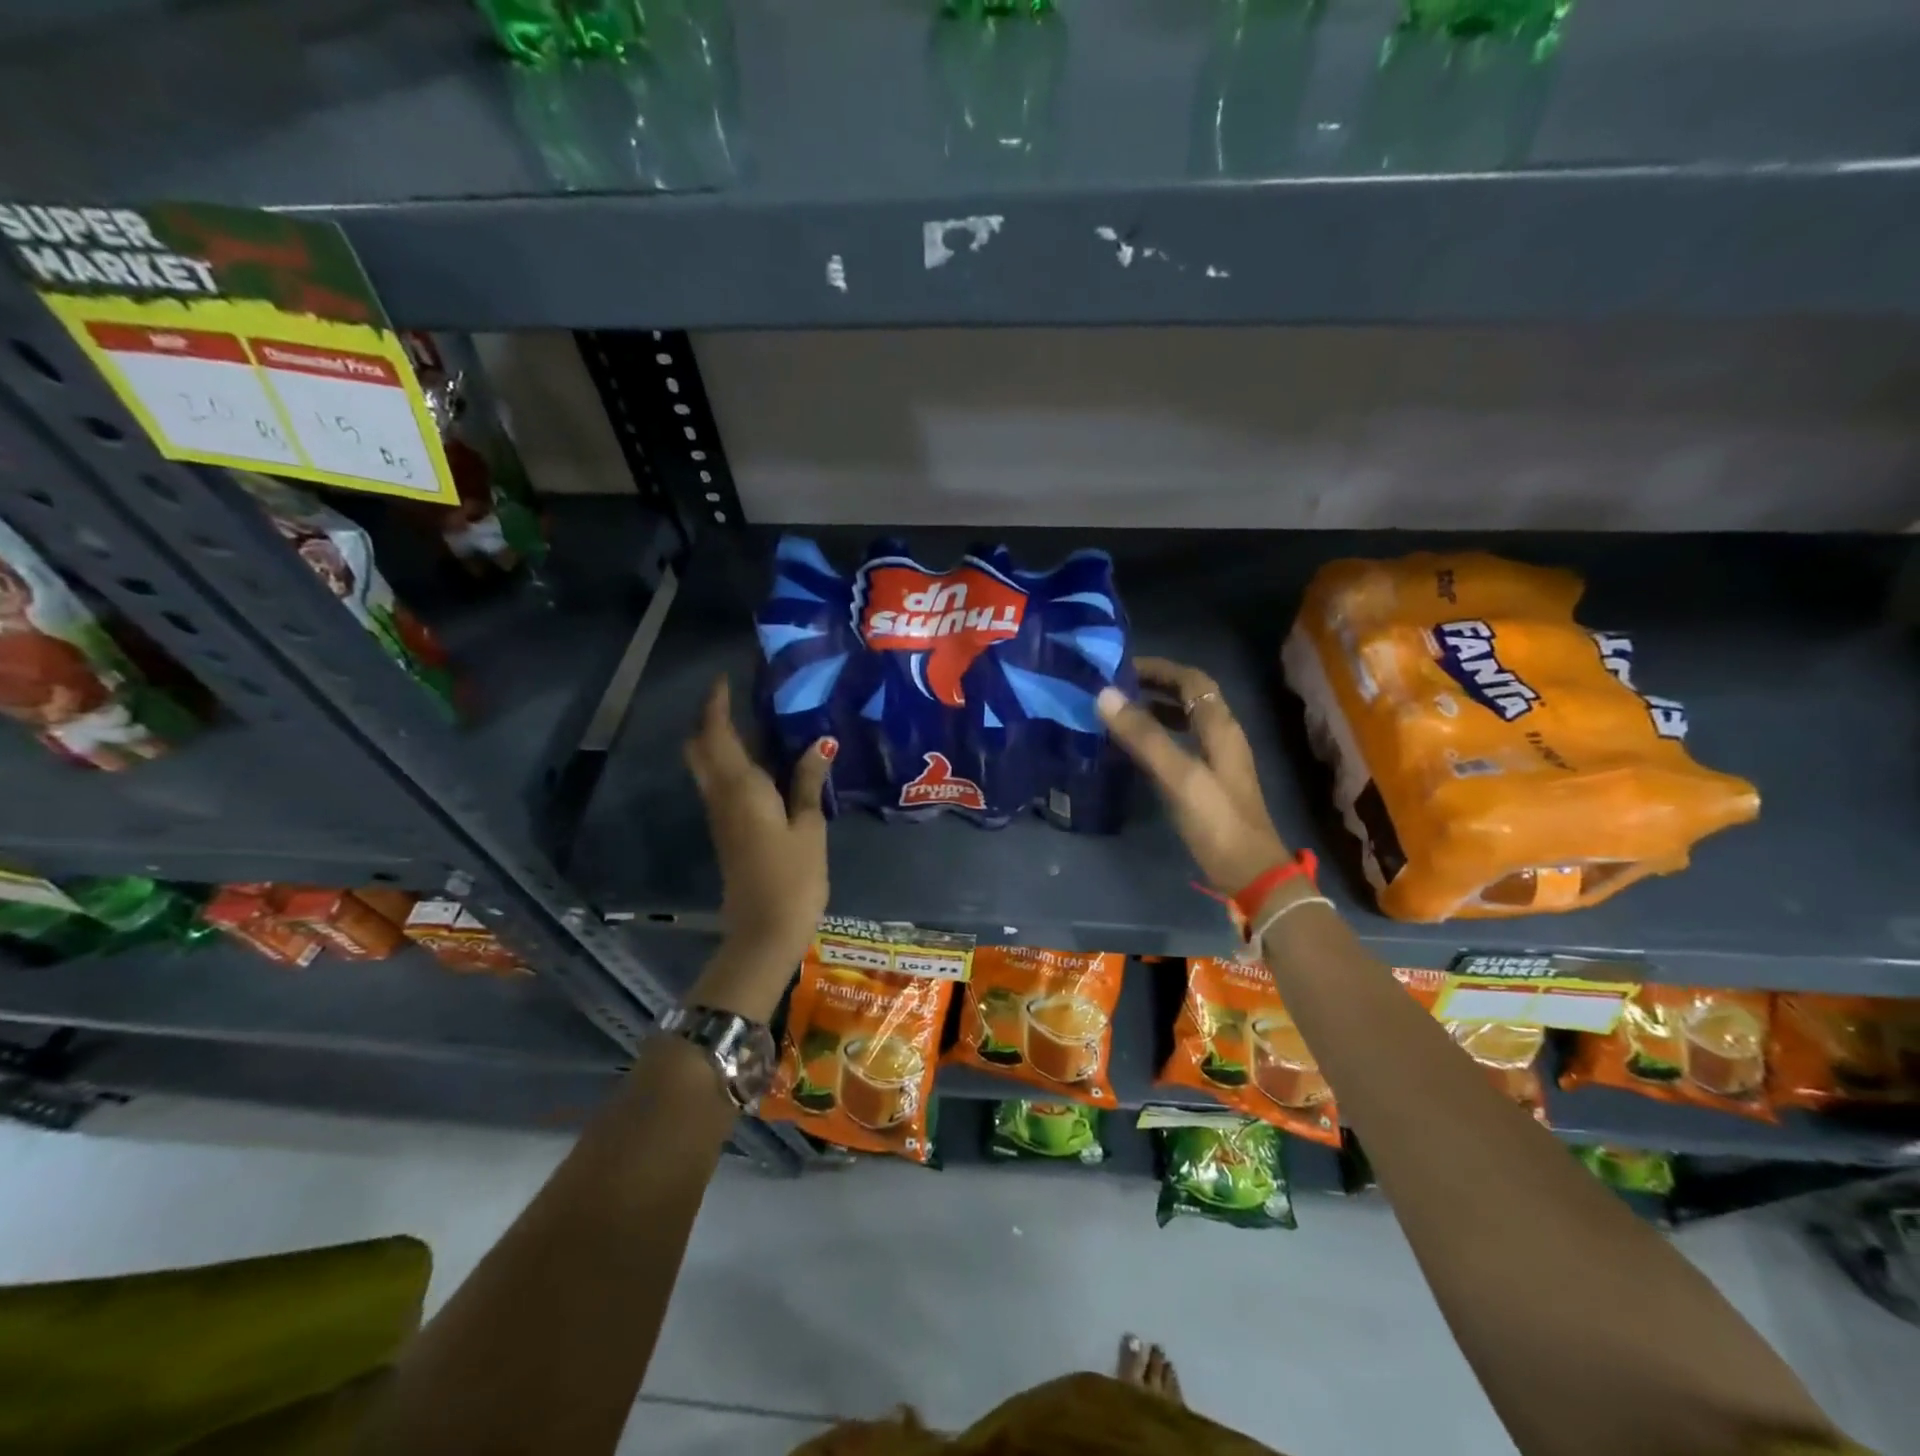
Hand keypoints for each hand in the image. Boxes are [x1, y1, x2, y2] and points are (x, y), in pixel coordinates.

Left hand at [683, 677, 832, 1018]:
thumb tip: (817, 743)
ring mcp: (720, 816)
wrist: (763, 931)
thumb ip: (807, 782)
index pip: (718, 734)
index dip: (717, 705)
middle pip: (700, 749)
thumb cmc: (792, 877)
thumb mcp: (809, 826)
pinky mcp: (726, 832)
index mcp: (741, 788)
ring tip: (757, 727)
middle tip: (739, 703)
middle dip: (710, 721)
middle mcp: (721, 796)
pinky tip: (764, 766)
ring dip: (720, 742)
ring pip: (707, 767)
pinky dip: (731, 765)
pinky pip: (720, 786)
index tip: (725, 680)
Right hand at [1096, 656, 1291, 900]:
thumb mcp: (1179, 776)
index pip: (1192, 680)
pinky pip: (1181, 746)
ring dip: (1156, 711)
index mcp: (1220, 727)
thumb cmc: (1217, 821)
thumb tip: (1104, 695)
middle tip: (1115, 689)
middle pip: (1190, 697)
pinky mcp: (1209, 784)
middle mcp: (1222, 737)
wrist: (1250, 873)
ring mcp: (1217, 761)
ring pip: (1185, 722)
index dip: (1160, 668)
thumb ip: (1144, 736)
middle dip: (1155, 686)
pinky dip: (1158, 738)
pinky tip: (1135, 752)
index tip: (1120, 668)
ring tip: (1120, 715)